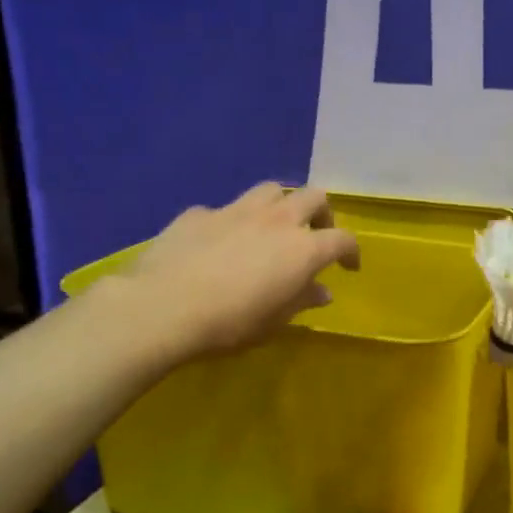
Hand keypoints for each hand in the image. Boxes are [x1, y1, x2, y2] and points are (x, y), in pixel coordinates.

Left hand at [110, 183, 359, 362]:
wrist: (162, 307)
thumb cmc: (229, 323)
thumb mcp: (274, 322)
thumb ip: (301, 300)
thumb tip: (321, 291)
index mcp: (302, 249)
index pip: (342, 239)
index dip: (351, 252)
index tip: (348, 267)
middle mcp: (276, 220)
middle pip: (313, 197)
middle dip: (321, 214)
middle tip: (315, 235)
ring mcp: (236, 210)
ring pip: (271, 190)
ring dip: (280, 205)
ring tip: (272, 227)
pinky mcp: (199, 213)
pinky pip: (225, 209)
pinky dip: (232, 222)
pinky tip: (219, 243)